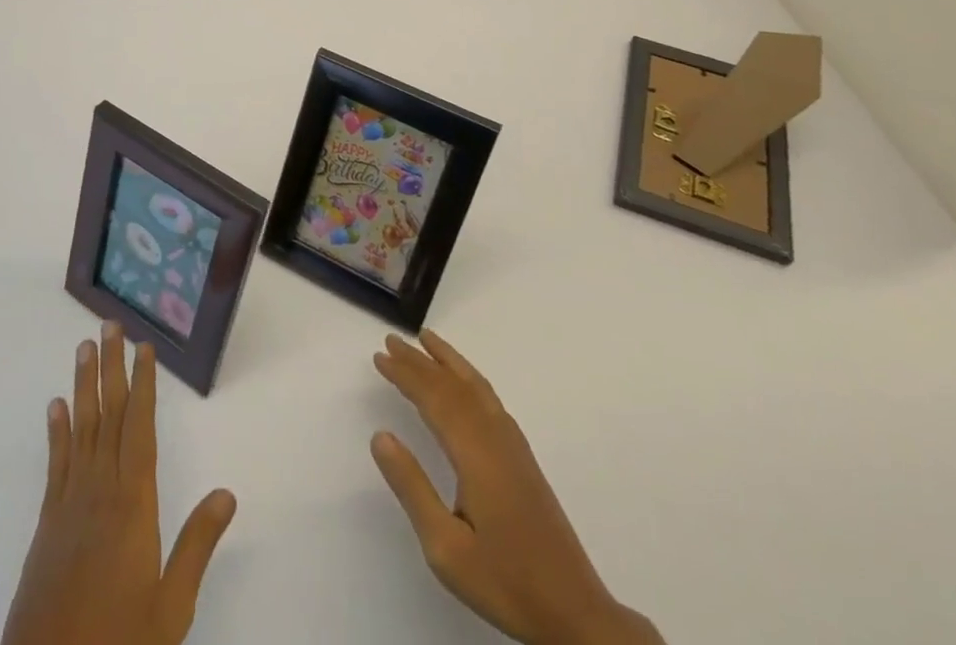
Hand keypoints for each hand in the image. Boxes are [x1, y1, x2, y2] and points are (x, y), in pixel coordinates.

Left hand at [1, 322, 237, 644]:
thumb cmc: (118, 640)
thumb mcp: (171, 606)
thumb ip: (196, 545)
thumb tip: (228, 493)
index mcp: (133, 503)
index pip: (140, 428)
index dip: (143, 385)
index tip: (144, 347)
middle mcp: (100, 490)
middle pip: (108, 416)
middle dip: (111, 368)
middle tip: (110, 326)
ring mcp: (70, 503)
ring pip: (81, 429)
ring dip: (83, 385)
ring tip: (84, 347)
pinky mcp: (48, 522)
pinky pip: (56, 463)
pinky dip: (57, 430)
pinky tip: (56, 405)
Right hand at [371, 330, 663, 644]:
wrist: (576, 614)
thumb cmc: (506, 582)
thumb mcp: (445, 547)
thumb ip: (412, 487)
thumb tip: (380, 436)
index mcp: (475, 453)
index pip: (434, 398)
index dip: (405, 374)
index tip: (379, 357)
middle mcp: (495, 438)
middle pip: (453, 386)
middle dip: (420, 361)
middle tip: (391, 341)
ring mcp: (513, 446)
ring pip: (476, 387)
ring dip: (448, 362)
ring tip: (426, 340)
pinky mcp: (523, 458)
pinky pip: (489, 400)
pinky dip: (469, 379)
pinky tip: (463, 384)